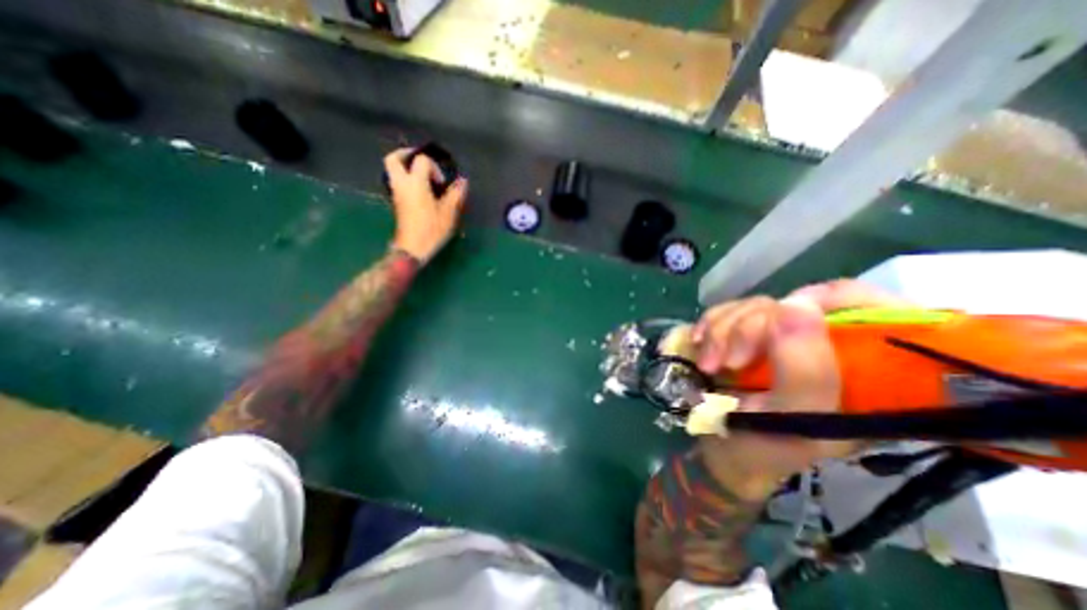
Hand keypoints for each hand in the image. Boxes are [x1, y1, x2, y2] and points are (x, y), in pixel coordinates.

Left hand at [383, 147, 467, 261]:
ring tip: (423, 177)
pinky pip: (397, 183)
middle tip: (421, 161)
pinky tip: (421, 191)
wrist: (412, 248)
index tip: (442, 184)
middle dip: (406, 155)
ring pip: (393, 171)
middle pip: (394, 159)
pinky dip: (406, 180)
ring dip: (406, 168)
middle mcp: (402, 184)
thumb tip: (462, 181)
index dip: (434, 167)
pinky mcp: (396, 203)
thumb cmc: (431, 229)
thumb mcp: (449, 212)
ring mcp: (396, 193)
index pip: (421, 160)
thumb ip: (455, 194)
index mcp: (415, 182)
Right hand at [685, 282, 910, 499]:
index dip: (825, 299)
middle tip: (727, 363)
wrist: (720, 450)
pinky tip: (699, 344)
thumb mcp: (792, 420)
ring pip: (753, 305)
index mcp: (861, 369)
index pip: (865, 306)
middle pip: (790, 304)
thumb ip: (805, 370)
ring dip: (721, 331)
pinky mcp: (744, 335)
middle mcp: (822, 346)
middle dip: (747, 328)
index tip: (782, 316)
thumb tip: (797, 304)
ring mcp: (778, 337)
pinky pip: (727, 311)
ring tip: (708, 364)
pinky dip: (708, 325)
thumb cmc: (764, 447)